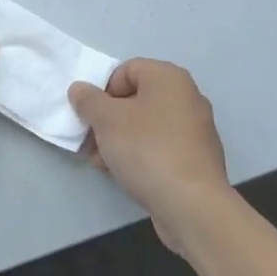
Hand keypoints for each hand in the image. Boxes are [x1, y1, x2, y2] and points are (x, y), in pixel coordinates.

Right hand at [69, 60, 230, 254]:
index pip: (126, 70)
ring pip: (146, 126)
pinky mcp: (197, 159)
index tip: (91, 116)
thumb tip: (80, 89)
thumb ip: (88, 100)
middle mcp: (187, 97)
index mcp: (169, 78)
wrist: (192, 205)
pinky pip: (161, 147)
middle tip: (91, 142)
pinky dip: (141, 155)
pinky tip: (124, 174)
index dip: (103, 90)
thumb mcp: (106, 120)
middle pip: (136, 99)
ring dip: (119, 140)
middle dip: (108, 120)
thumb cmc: (147, 149)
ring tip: (101, 162)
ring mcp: (196, 130)